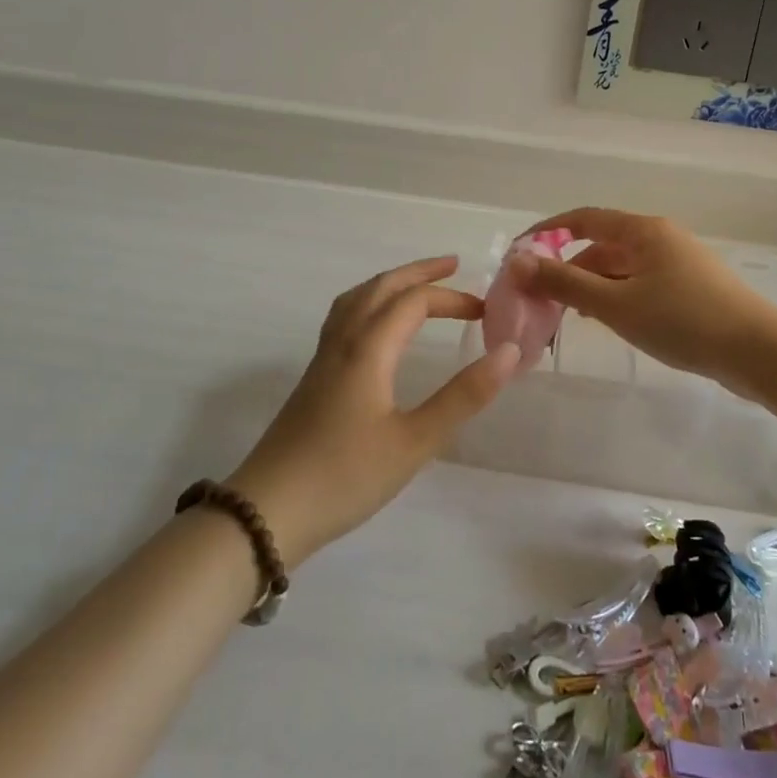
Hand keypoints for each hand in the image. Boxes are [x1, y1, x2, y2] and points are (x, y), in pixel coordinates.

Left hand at [229, 256, 520, 567]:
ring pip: (356, 300)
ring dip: (390, 284)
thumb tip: (509, 351)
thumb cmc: (346, 476)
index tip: (486, 313)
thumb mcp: (415, 441)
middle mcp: (343, 342)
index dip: (453, 299)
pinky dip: (368, 303)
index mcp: (368, 349)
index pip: (414, 302)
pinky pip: (343, 318)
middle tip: (453, 265)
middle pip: (380, 288)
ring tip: (415, 285)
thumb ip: (463, 396)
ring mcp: (322, 359)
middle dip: (419, 272)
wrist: (267, 512)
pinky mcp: (313, 379)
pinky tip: (375, 329)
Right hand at [514, 208, 776, 395]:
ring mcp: (679, 262)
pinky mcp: (692, 288)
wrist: (759, 352)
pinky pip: (642, 283)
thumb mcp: (616, 304)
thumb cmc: (683, 321)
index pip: (584, 218)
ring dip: (594, 286)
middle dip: (570, 268)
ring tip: (572, 317)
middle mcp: (661, 237)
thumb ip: (565, 284)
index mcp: (643, 230)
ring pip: (623, 267)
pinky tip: (612, 322)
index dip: (548, 232)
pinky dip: (618, 297)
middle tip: (542, 300)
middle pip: (603, 244)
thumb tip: (518, 263)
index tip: (519, 254)